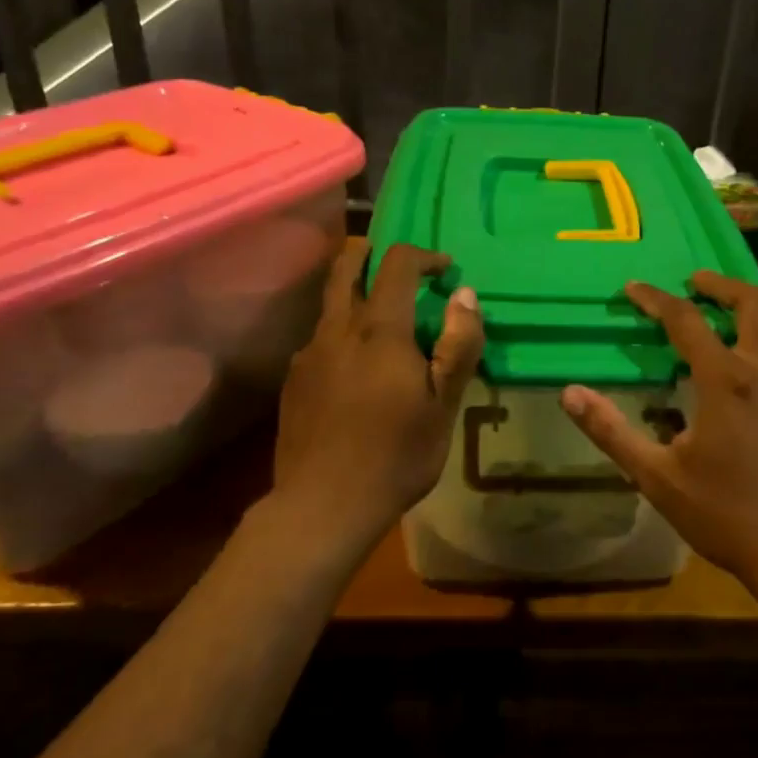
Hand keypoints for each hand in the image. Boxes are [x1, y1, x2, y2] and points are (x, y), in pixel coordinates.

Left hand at [273, 242, 482, 544]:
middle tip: (391, 259)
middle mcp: (337, 330)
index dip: (424, 256)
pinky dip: (341, 332)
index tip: (445, 271)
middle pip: (344, 266)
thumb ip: (458, 345)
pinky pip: (320, 339)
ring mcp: (308, 354)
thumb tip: (464, 295)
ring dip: (353, 292)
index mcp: (379, 330)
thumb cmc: (396, 455)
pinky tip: (355, 368)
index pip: (396, 264)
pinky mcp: (293, 380)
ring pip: (329, 303)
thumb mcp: (443, 405)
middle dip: (368, 251)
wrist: (322, 506)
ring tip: (380, 319)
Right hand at [560, 272, 757, 596]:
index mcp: (724, 381)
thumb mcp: (658, 477)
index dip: (656, 299)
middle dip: (718, 284)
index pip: (685, 321)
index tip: (634, 288)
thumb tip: (569, 394)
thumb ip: (612, 432)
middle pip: (748, 304)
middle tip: (693, 279)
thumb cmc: (726, 515)